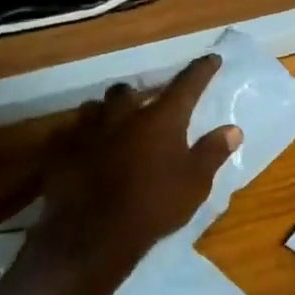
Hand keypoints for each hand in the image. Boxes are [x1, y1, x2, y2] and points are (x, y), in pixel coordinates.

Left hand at [28, 55, 240, 275]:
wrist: (93, 235)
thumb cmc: (154, 206)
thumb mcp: (195, 183)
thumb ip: (213, 152)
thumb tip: (233, 129)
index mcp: (160, 119)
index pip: (186, 84)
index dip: (201, 70)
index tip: (211, 59)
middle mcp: (123, 115)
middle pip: (130, 90)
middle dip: (140, 93)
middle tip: (148, 105)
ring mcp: (87, 131)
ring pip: (95, 107)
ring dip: (107, 112)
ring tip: (114, 125)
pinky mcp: (61, 151)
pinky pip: (70, 134)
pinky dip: (81, 137)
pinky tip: (85, 150)